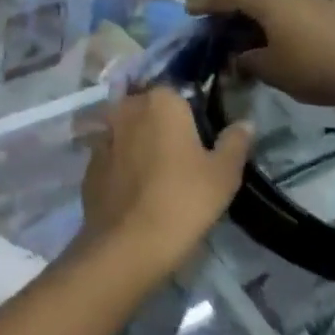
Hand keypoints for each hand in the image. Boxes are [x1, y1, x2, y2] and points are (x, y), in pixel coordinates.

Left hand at [80, 90, 252, 272]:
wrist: (129, 242)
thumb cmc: (184, 200)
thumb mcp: (224, 174)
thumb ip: (235, 142)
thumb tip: (245, 123)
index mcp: (161, 101)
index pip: (177, 92)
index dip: (189, 111)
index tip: (199, 136)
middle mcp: (126, 108)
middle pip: (147, 107)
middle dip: (160, 123)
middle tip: (180, 154)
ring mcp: (103, 134)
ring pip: (126, 129)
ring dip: (138, 141)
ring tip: (156, 171)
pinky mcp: (88, 162)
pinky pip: (110, 153)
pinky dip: (120, 162)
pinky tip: (134, 186)